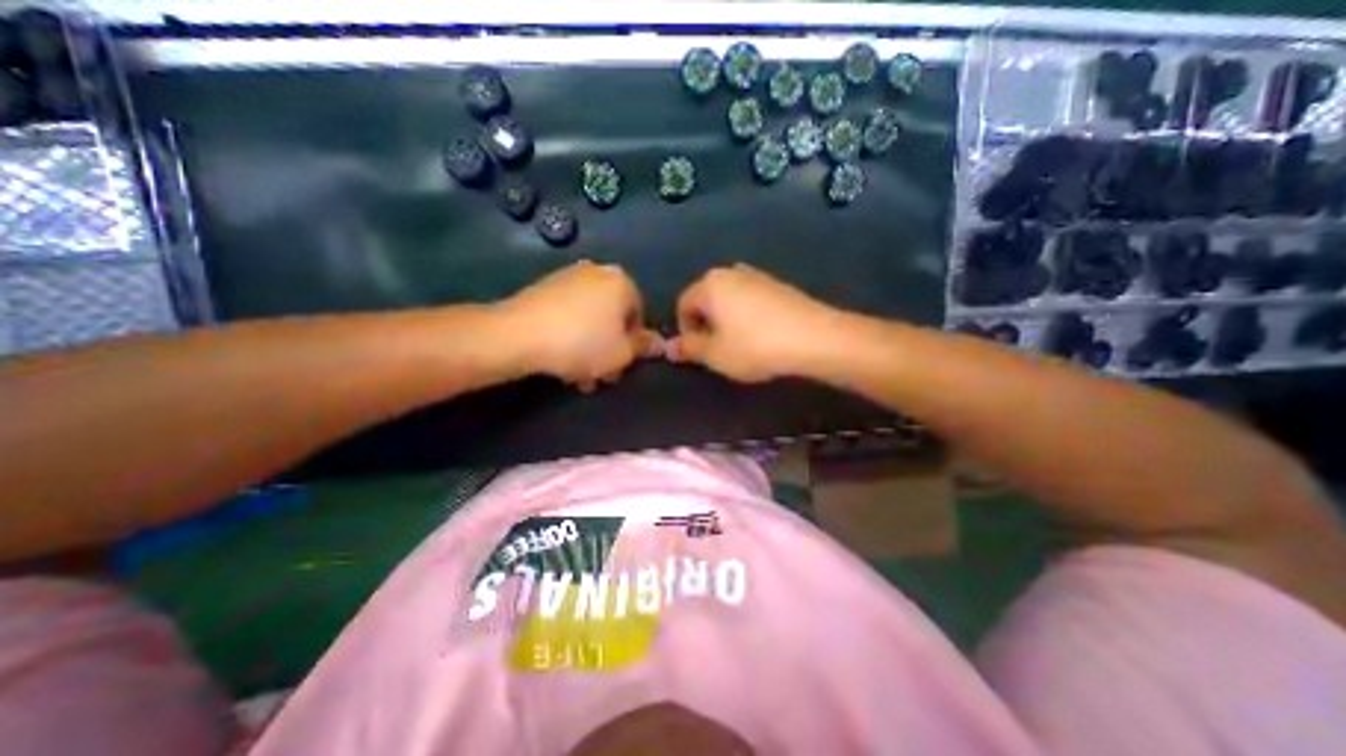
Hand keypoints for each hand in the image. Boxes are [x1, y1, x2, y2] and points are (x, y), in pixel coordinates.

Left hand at [497, 257, 662, 388]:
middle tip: (599, 375)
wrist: (518, 334)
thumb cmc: (582, 343)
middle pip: (613, 318)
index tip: (619, 366)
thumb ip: (643, 347)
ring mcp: (569, 277)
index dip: (632, 346)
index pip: (639, 317)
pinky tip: (560, 358)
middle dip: (608, 349)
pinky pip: (568, 314)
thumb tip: (660, 344)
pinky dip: (570, 334)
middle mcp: (598, 272)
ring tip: (577, 375)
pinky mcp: (544, 287)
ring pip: (590, 319)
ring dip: (589, 347)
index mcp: (622, 282)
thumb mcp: (622, 353)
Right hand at [668, 266, 836, 382]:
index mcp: (709, 285)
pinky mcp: (777, 284)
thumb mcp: (715, 354)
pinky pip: (750, 298)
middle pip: (706, 299)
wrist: (814, 337)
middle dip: (706, 324)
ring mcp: (756, 275)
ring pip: (728, 299)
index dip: (685, 330)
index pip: (683, 304)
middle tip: (718, 349)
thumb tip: (669, 348)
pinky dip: (747, 315)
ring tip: (740, 343)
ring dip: (726, 320)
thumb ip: (689, 348)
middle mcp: (730, 272)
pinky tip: (761, 334)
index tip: (699, 351)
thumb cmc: (754, 346)